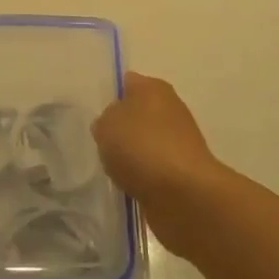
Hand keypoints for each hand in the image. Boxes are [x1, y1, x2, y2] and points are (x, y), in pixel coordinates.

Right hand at [91, 72, 225, 252]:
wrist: (185, 195)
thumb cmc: (143, 148)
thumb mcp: (107, 126)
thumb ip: (104, 120)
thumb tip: (112, 125)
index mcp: (153, 88)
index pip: (126, 83)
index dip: (110, 96)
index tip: (94, 114)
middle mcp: (169, 109)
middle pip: (136, 114)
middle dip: (120, 128)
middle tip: (100, 143)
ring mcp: (178, 142)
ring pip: (144, 143)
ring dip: (130, 155)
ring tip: (111, 168)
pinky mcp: (182, 172)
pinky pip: (152, 170)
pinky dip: (141, 178)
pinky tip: (128, 186)